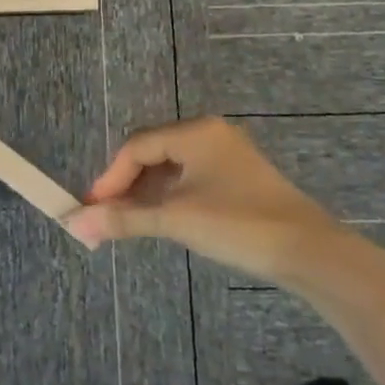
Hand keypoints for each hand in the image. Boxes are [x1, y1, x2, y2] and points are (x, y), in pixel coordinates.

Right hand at [65, 118, 345, 287]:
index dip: (110, 177)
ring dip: (147, 193)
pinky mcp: (238, 177)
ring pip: (172, 167)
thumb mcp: (176, 220)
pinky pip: (191, 178)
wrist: (309, 252)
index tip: (93, 208)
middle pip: (152, 152)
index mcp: (195, 132)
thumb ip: (124, 219)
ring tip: (129, 221)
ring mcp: (226, 154)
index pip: (137, 146)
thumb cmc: (238, 225)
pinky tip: (161, 219)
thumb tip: (75, 224)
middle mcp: (209, 134)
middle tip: (107, 215)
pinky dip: (170, 196)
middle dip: (126, 184)